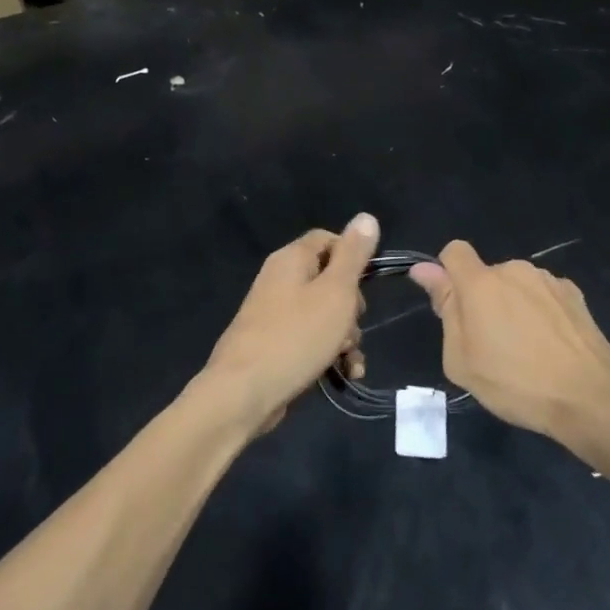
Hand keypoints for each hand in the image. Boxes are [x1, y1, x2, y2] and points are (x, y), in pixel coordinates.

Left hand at [203, 214, 379, 433]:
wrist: (243, 393)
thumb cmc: (296, 336)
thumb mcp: (336, 292)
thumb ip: (353, 255)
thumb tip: (366, 217)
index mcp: (292, 259)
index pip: (329, 239)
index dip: (353, 257)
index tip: (366, 284)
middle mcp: (280, 279)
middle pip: (329, 279)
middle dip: (351, 305)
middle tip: (353, 325)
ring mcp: (274, 313)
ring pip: (323, 313)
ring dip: (345, 335)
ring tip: (350, 359)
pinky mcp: (274, 343)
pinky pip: (310, 338)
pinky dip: (329, 352)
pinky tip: (344, 373)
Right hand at [411, 241, 609, 441]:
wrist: (590, 397)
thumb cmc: (515, 383)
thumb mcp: (462, 359)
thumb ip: (445, 308)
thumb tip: (425, 270)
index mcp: (481, 283)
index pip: (454, 251)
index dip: (447, 272)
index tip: (453, 305)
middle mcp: (514, 270)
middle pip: (487, 275)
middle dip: (484, 300)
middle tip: (492, 345)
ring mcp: (548, 280)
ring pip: (517, 286)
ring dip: (514, 306)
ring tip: (527, 350)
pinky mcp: (574, 294)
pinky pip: (544, 296)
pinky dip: (541, 313)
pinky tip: (553, 347)